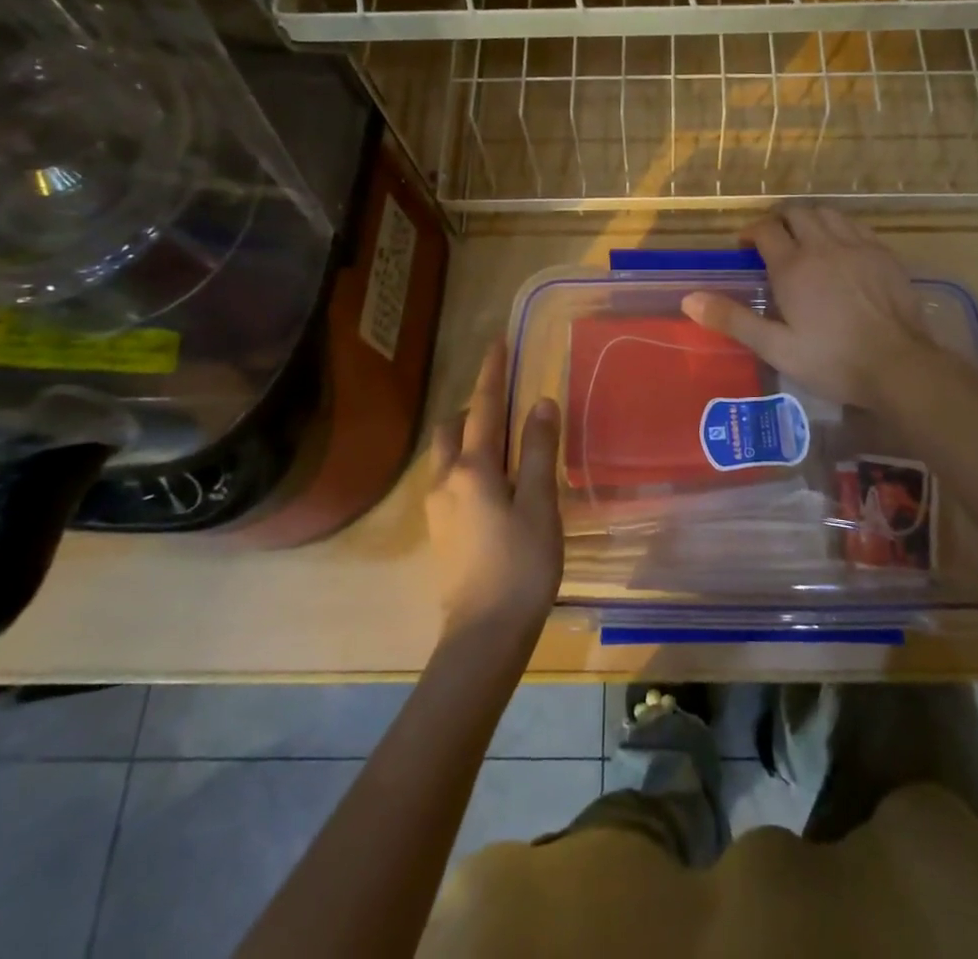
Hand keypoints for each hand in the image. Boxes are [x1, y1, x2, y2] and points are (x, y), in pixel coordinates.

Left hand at [424, 338, 562, 645]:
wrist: (483, 635)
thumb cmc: (521, 565)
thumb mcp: (539, 504)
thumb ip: (538, 451)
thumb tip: (539, 402)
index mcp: (473, 469)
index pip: (483, 407)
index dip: (492, 373)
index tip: (497, 342)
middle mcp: (445, 480)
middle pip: (453, 428)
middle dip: (473, 406)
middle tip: (503, 401)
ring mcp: (437, 508)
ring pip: (445, 454)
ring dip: (466, 435)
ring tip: (498, 440)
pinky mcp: (439, 531)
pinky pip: (447, 477)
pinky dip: (464, 462)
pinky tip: (489, 482)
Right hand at [682, 207, 939, 408]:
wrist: (898, 365)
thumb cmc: (832, 360)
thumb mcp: (775, 347)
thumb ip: (732, 319)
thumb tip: (689, 299)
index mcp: (793, 266)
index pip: (766, 229)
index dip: (752, 232)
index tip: (746, 247)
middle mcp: (823, 246)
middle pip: (796, 213)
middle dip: (779, 221)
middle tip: (773, 242)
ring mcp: (857, 246)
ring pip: (827, 213)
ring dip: (810, 220)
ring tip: (805, 240)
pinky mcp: (883, 253)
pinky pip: (855, 226)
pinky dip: (840, 228)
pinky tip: (840, 249)